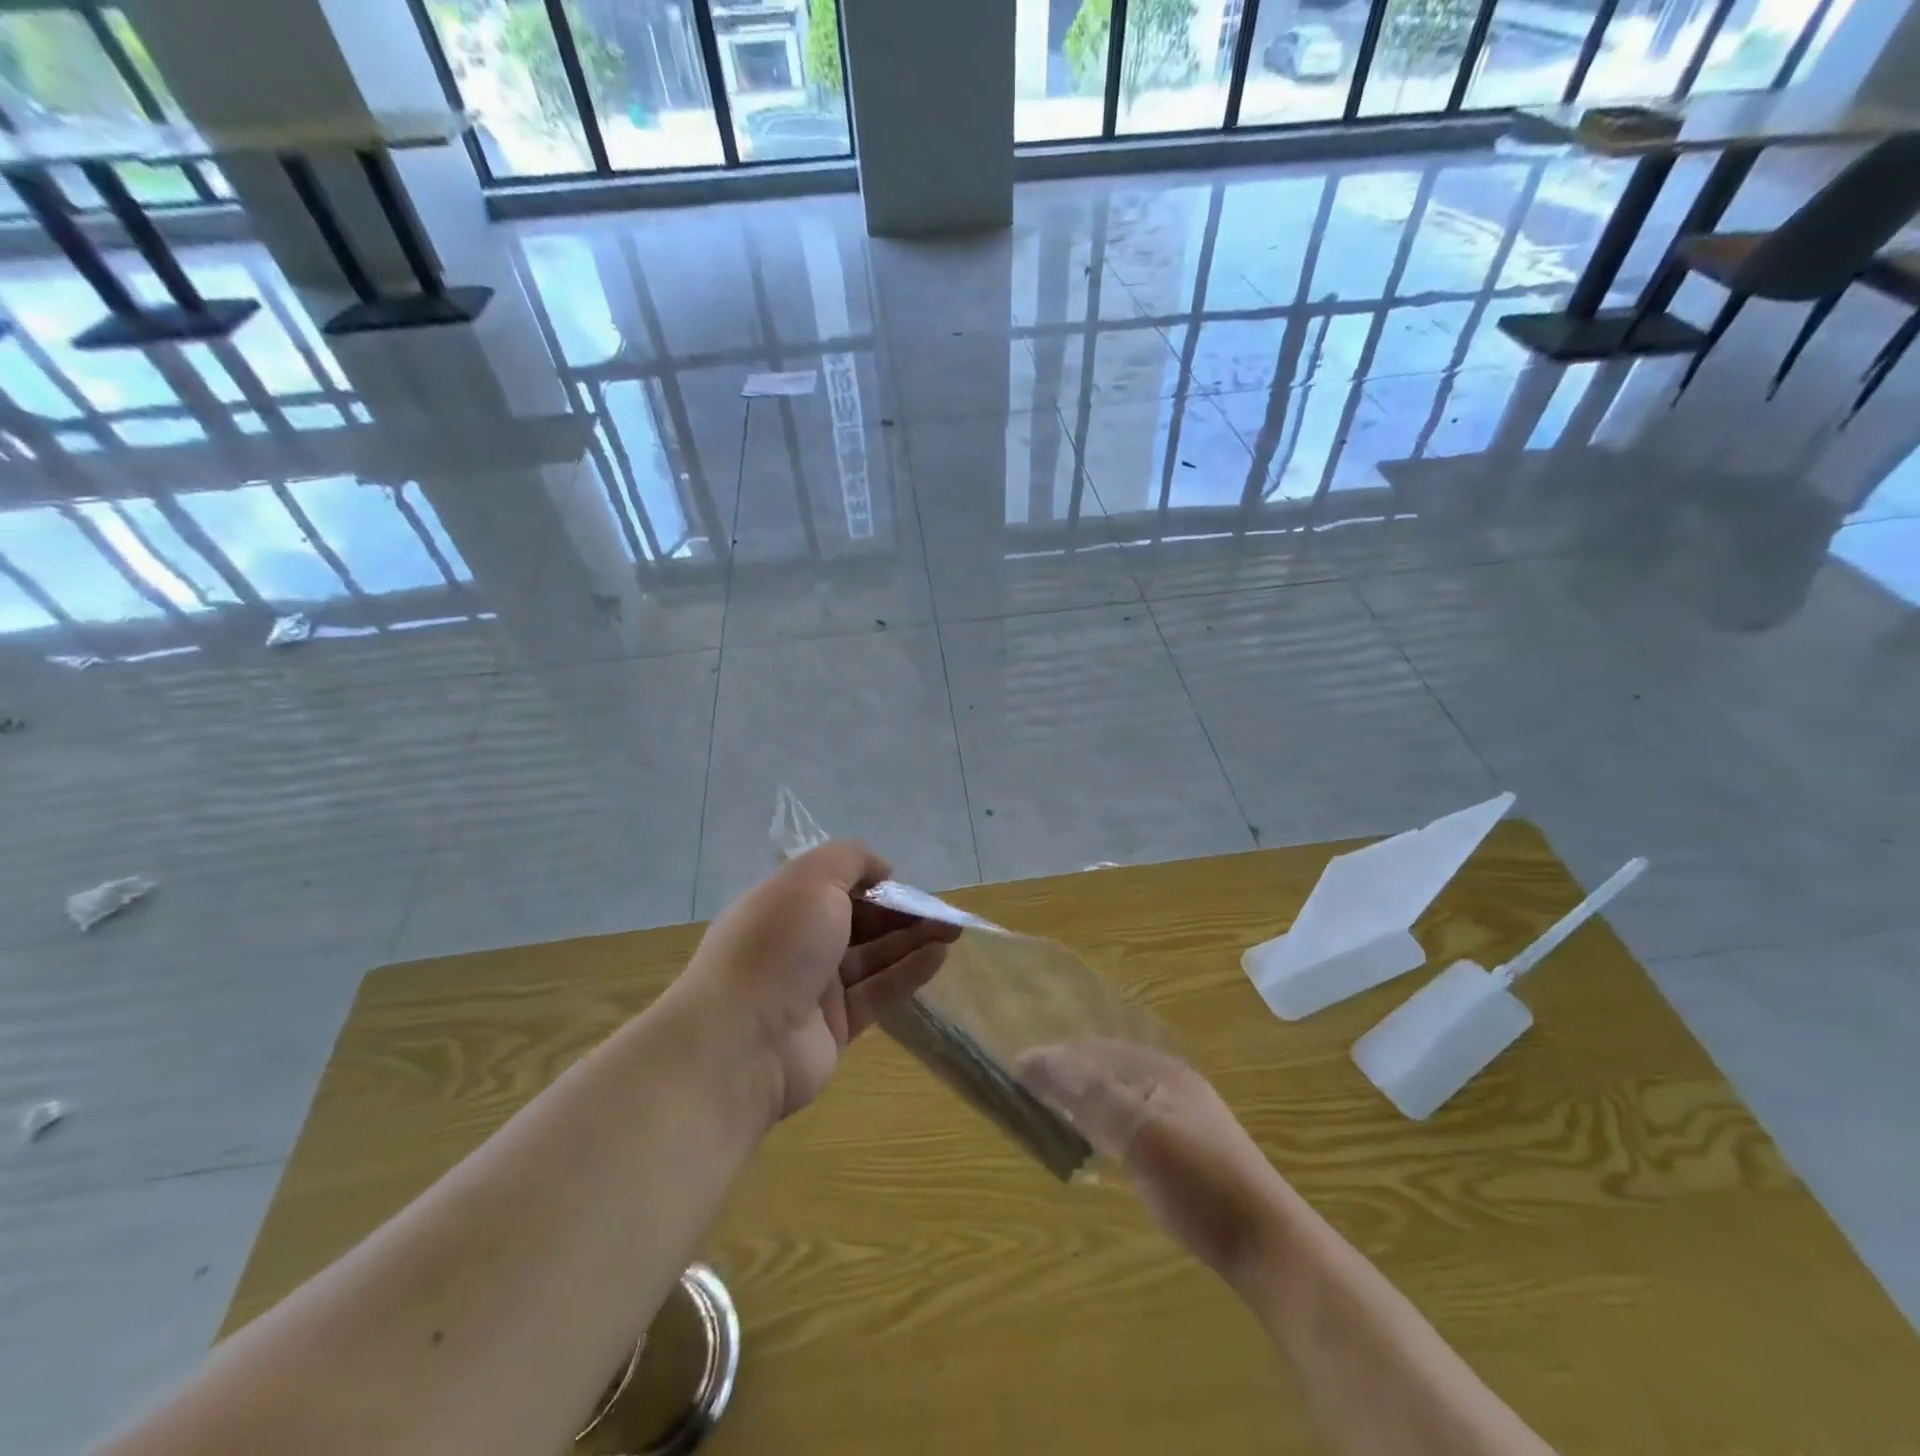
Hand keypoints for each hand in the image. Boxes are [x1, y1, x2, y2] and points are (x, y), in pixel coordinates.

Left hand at [685, 841, 959, 1121]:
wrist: (742, 1039)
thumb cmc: (778, 942)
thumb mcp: (813, 877)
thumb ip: (850, 859)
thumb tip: (881, 870)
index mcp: (784, 904)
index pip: (834, 885)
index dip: (871, 882)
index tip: (903, 883)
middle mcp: (797, 943)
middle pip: (858, 922)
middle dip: (900, 912)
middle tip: (942, 912)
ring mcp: (814, 987)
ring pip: (872, 956)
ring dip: (912, 940)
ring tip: (953, 930)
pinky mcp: (834, 1026)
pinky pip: (878, 992)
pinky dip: (908, 972)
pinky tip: (940, 956)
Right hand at [1022, 1040, 1289, 1283]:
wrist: (1268, 1245)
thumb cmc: (1199, 1183)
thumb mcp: (1139, 1134)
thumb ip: (1088, 1094)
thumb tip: (1034, 1057)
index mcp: (1159, 1070)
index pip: (1092, 1049)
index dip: (1052, 1056)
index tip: (1013, 1072)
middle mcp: (1168, 1082)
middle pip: (1104, 1066)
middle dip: (1065, 1072)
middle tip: (1025, 1092)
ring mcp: (1179, 1114)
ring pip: (1116, 1092)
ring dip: (1082, 1096)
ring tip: (1050, 1111)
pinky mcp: (1183, 1147)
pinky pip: (1129, 1117)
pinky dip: (1101, 1120)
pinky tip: (1093, 1140)